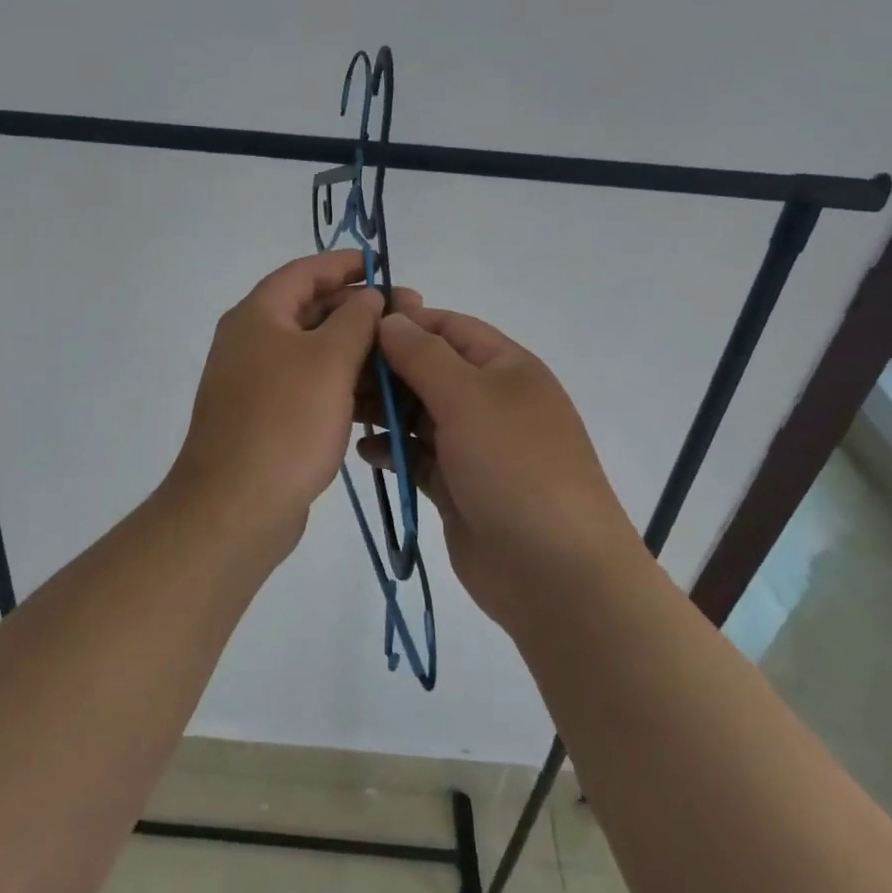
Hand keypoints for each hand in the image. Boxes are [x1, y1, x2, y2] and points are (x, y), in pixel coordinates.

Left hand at [167, 251, 385, 562]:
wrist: (236, 506)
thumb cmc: (285, 421)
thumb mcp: (329, 360)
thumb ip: (355, 320)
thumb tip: (368, 297)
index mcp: (258, 315)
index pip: (304, 272)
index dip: (344, 265)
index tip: (383, 266)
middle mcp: (252, 341)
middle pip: (310, 310)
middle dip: (359, 310)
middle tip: (409, 316)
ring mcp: (257, 382)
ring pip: (314, 352)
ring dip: (356, 350)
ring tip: (402, 358)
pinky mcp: (267, 417)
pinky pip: (310, 387)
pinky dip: (341, 385)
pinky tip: (378, 398)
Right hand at [358, 302, 644, 636]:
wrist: (555, 573)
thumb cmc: (515, 466)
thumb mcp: (469, 397)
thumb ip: (423, 355)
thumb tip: (390, 318)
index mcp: (505, 368)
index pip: (448, 327)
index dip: (404, 322)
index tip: (354, 327)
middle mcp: (490, 401)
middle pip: (428, 370)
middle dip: (385, 369)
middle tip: (336, 375)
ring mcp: (474, 446)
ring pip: (419, 414)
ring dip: (383, 410)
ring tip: (341, 412)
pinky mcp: (458, 486)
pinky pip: (417, 457)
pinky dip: (392, 451)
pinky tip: (365, 453)